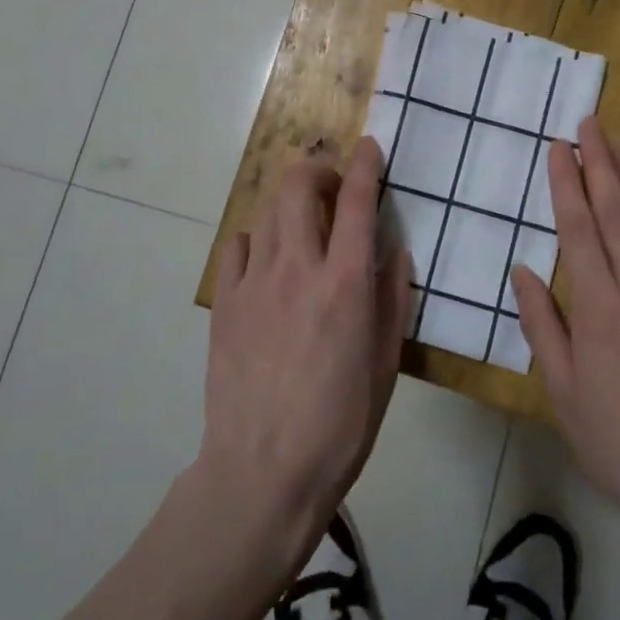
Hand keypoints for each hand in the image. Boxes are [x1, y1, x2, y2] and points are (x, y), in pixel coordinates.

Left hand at [199, 137, 411, 563]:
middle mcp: (297, 269)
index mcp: (345, 284)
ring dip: (290, 203)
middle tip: (331, 187)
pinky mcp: (225, 303)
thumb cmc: (340, 425)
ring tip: (304, 224)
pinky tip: (267, 263)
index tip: (368, 146)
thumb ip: (393, 300)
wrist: (262, 473)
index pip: (356, 202)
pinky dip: (258, 240)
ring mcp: (254, 283)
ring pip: (267, 211)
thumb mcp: (386, 365)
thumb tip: (395, 253)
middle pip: (298, 187)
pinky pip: (238, 247)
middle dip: (317, 171)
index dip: (364, 165)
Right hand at [511, 117, 619, 550]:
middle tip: (592, 123)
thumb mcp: (563, 392)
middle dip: (602, 164)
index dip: (567, 184)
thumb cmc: (618, 444)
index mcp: (599, 309)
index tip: (560, 148)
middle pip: (619, 214)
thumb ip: (543, 324)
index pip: (578, 230)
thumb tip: (523, 268)